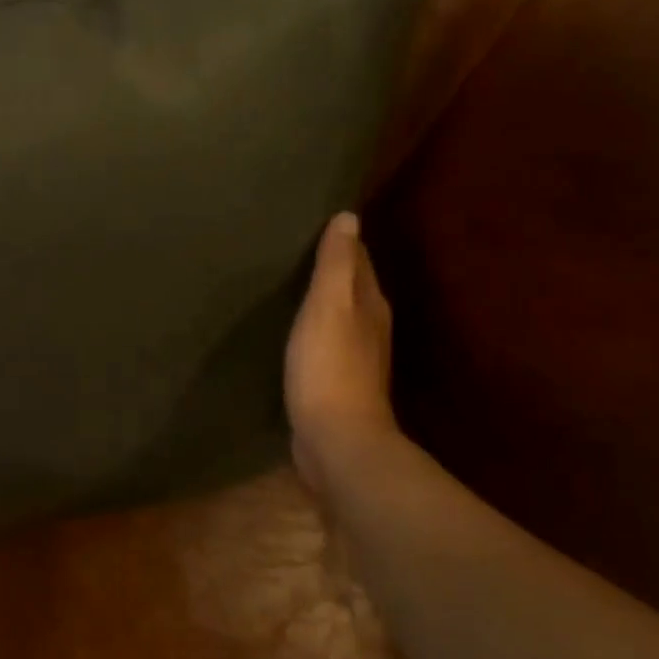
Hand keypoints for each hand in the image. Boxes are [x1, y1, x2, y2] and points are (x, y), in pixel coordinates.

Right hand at [285, 212, 403, 493]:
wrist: (336, 440)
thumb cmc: (329, 367)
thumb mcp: (329, 307)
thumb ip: (336, 264)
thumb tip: (349, 217)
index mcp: (369, 305)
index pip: (359, 261)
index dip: (341, 242)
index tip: (314, 223)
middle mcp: (368, 328)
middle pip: (351, 288)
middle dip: (330, 268)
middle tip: (294, 249)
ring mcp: (354, 359)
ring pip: (338, 317)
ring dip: (320, 301)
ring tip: (288, 284)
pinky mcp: (335, 383)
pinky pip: (323, 344)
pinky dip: (311, 330)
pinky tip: (291, 331)